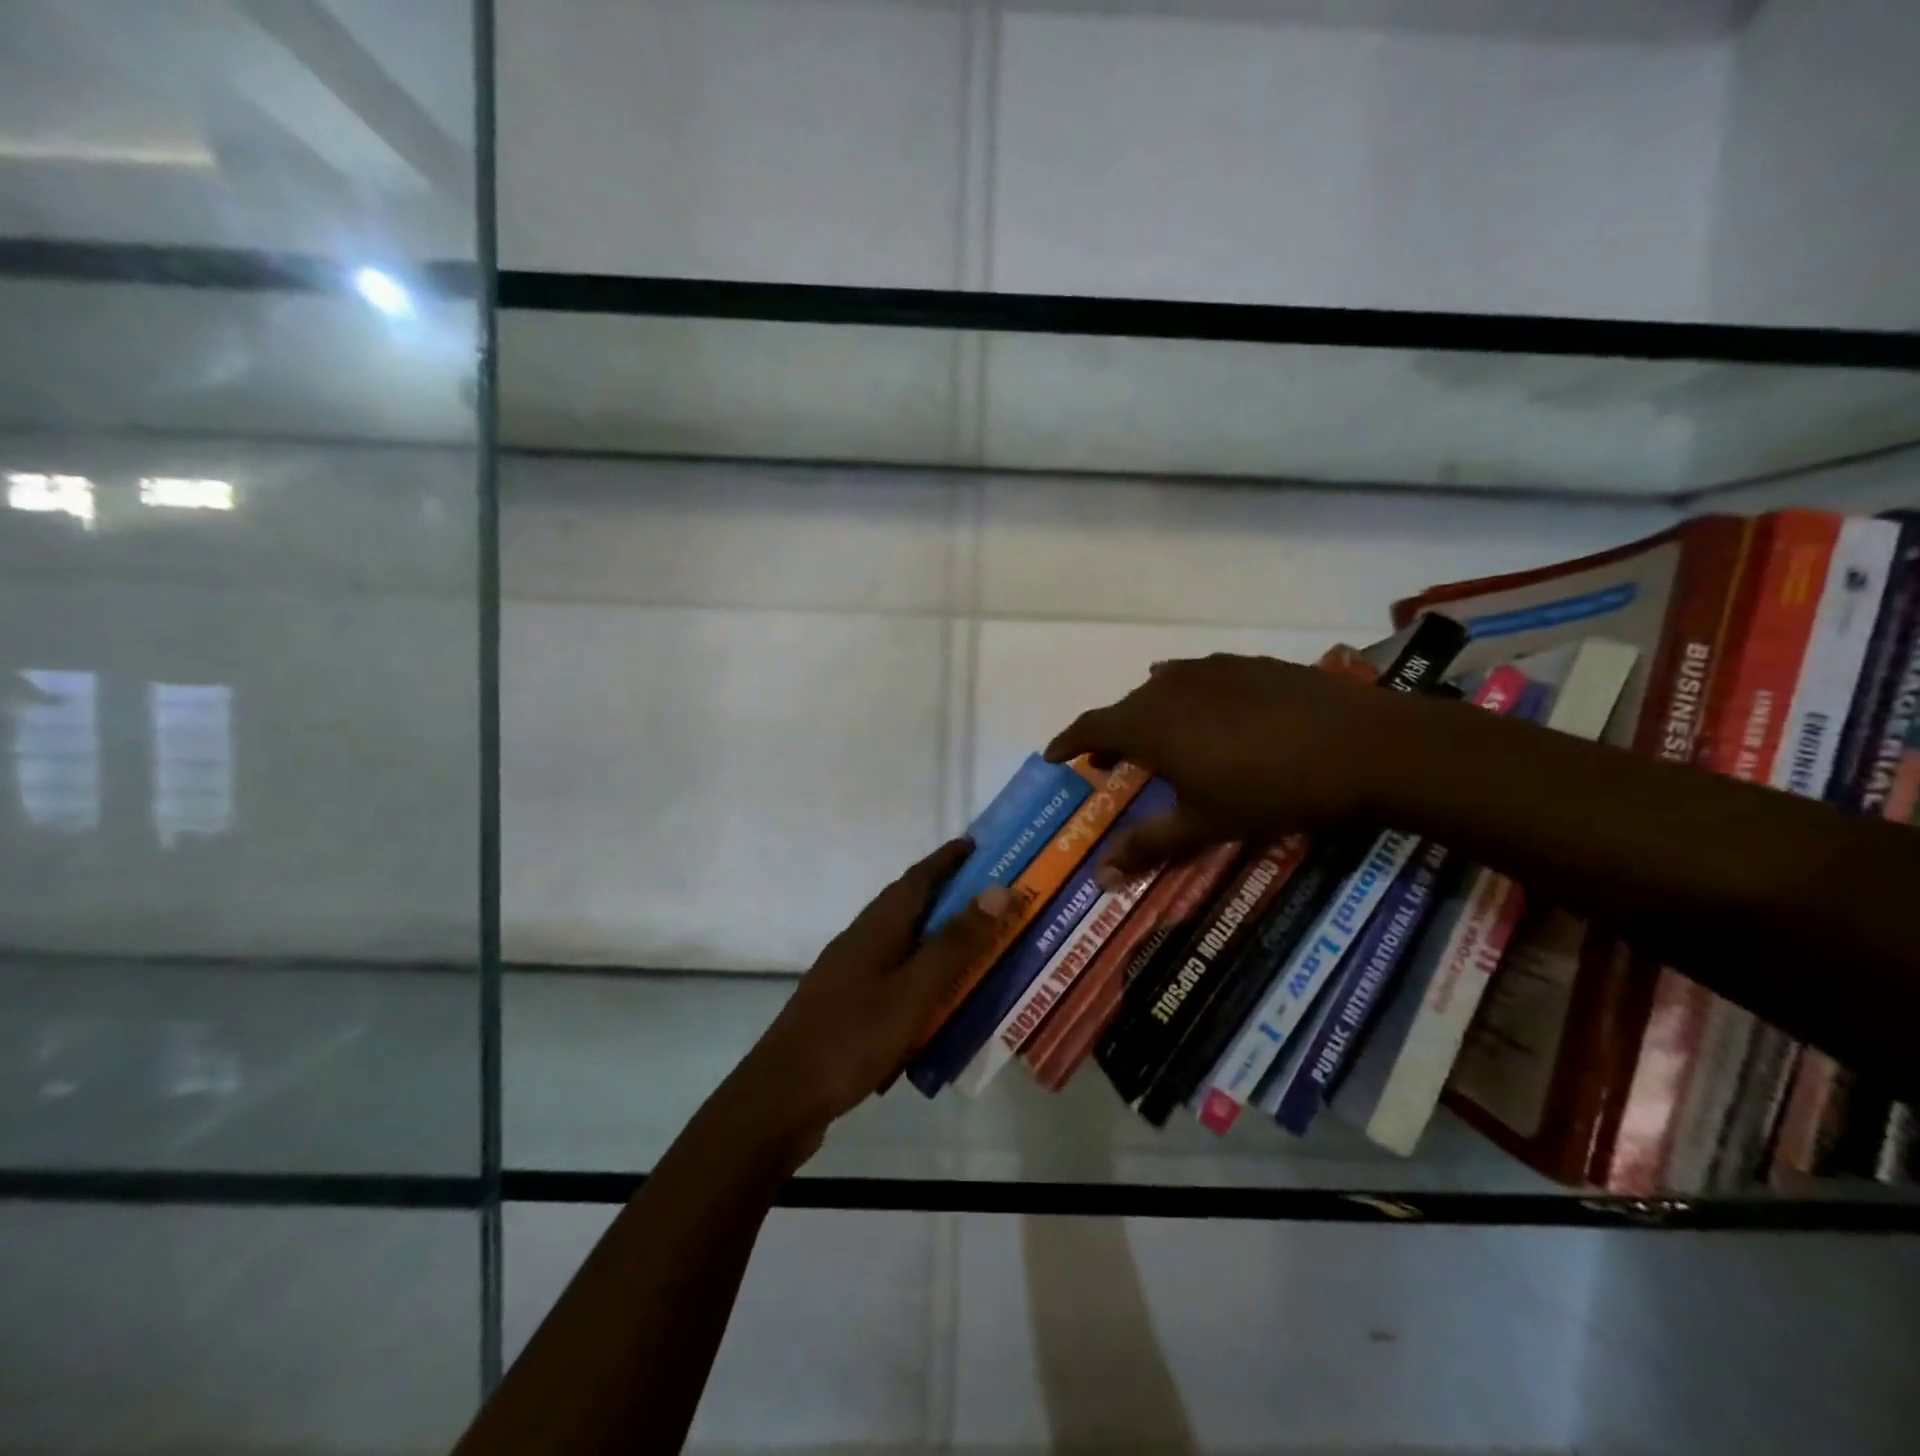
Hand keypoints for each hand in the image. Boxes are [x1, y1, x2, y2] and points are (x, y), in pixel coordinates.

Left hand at [737, 839, 1008, 1138]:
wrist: (781, 1098)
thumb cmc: (851, 1037)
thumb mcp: (913, 991)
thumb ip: (955, 944)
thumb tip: (997, 889)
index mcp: (876, 929)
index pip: (917, 879)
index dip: (947, 859)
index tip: (976, 844)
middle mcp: (860, 942)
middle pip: (907, 907)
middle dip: (946, 895)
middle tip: (990, 898)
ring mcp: (848, 975)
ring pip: (901, 944)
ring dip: (935, 938)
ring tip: (973, 946)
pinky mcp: (845, 1007)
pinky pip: (893, 978)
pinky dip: (920, 977)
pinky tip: (937, 1002)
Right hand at [1046, 652, 1408, 879]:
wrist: (1364, 746)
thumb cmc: (1272, 790)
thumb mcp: (1206, 824)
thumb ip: (1149, 845)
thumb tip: (1100, 878)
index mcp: (1150, 723)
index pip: (1091, 726)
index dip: (1068, 741)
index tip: (1054, 756)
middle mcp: (1170, 686)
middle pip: (1125, 707)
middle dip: (1111, 735)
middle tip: (1110, 763)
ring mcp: (1212, 669)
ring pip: (1161, 690)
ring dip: (1149, 715)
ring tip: (1160, 741)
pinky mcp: (1249, 664)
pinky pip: (1199, 677)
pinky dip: (1187, 698)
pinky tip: (1212, 716)